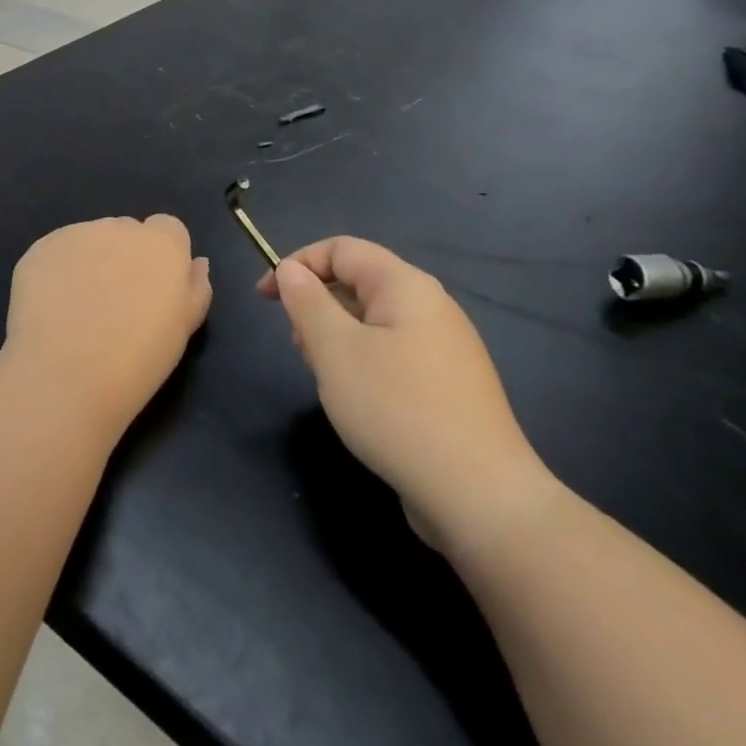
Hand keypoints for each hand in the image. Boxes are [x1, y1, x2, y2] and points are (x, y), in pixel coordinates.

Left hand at [4, 216, 212, 434]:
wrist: (66, 374)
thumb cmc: (137, 359)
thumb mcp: (183, 329)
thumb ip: (195, 288)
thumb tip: (195, 263)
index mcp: (162, 244)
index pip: (168, 229)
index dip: (160, 258)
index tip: (151, 290)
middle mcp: (120, 227)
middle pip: (126, 232)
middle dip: (123, 257)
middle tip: (114, 304)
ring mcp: (75, 234)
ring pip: (89, 240)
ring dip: (89, 262)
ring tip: (79, 311)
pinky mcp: (40, 249)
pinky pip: (55, 253)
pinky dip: (56, 273)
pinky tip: (51, 310)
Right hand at [258, 237, 555, 551]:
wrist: (479, 496)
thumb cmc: (396, 409)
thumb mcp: (335, 350)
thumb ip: (307, 302)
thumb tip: (291, 270)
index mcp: (405, 286)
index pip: (341, 249)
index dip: (297, 264)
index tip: (265, 299)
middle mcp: (430, 306)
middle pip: (358, 283)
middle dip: (317, 306)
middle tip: (301, 349)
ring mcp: (444, 347)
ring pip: (372, 322)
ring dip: (337, 338)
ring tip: (328, 380)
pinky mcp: (447, 384)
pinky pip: (392, 353)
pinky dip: (363, 363)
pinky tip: (358, 402)